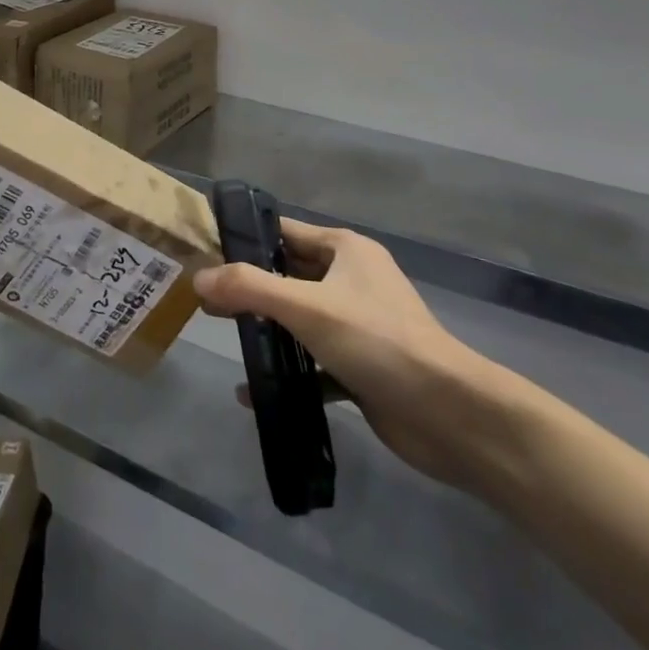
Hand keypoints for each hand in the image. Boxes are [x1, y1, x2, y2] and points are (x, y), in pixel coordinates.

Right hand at [193, 219, 500, 488]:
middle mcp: (352, 280)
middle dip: (250, 288)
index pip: (284, 232)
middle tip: (205, 301)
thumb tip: (197, 278)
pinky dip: (288, 374)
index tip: (204, 253)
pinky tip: (253, 393)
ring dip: (268, 331)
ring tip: (226, 339)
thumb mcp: (307, 307)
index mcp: (345, 250)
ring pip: (300, 319)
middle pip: (289, 275)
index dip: (245, 239)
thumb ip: (248, 288)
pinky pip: (314, 363)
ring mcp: (359, 325)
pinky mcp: (362, 367)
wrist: (451, 417)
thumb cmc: (378, 342)